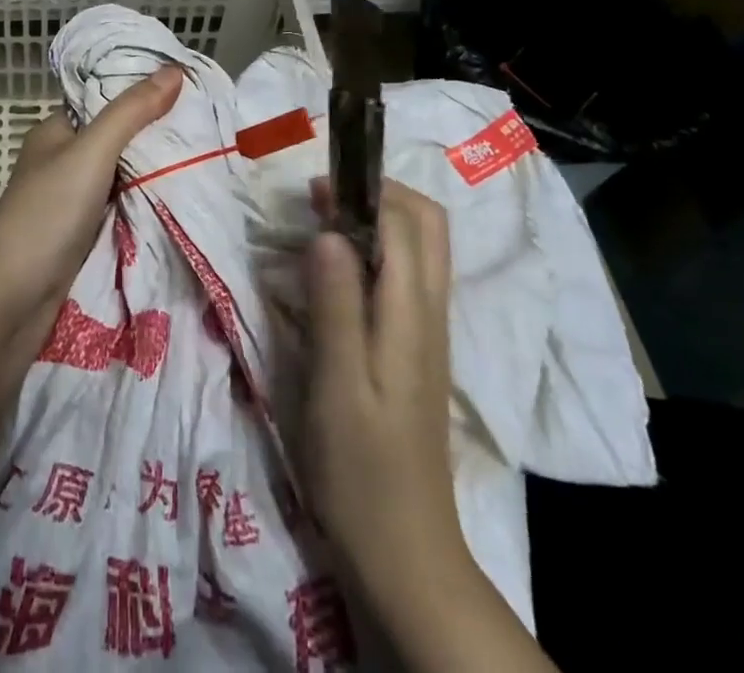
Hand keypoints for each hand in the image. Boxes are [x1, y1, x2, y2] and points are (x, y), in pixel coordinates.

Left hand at [0, 65, 182, 311]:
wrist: (10, 304)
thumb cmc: (46, 216)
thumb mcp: (91, 153)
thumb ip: (131, 112)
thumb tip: (174, 68)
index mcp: (56, 132)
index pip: (104, 99)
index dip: (142, 92)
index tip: (189, 89)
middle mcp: (62, 162)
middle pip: (117, 139)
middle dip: (155, 136)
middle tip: (207, 127)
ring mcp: (71, 202)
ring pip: (122, 177)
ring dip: (154, 173)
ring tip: (206, 159)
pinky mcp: (81, 237)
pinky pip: (122, 211)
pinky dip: (146, 206)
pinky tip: (181, 201)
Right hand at [304, 180, 470, 629]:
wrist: (403, 552)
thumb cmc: (361, 468)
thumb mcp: (336, 383)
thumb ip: (335, 303)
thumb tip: (327, 229)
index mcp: (412, 313)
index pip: (404, 222)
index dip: (362, 192)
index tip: (313, 191)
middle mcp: (430, 311)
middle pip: (426, 225)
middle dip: (379, 195)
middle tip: (322, 201)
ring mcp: (428, 332)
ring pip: (419, 249)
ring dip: (377, 221)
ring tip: (321, 228)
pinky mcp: (415, 351)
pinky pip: (405, 278)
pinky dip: (375, 254)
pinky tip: (336, 275)